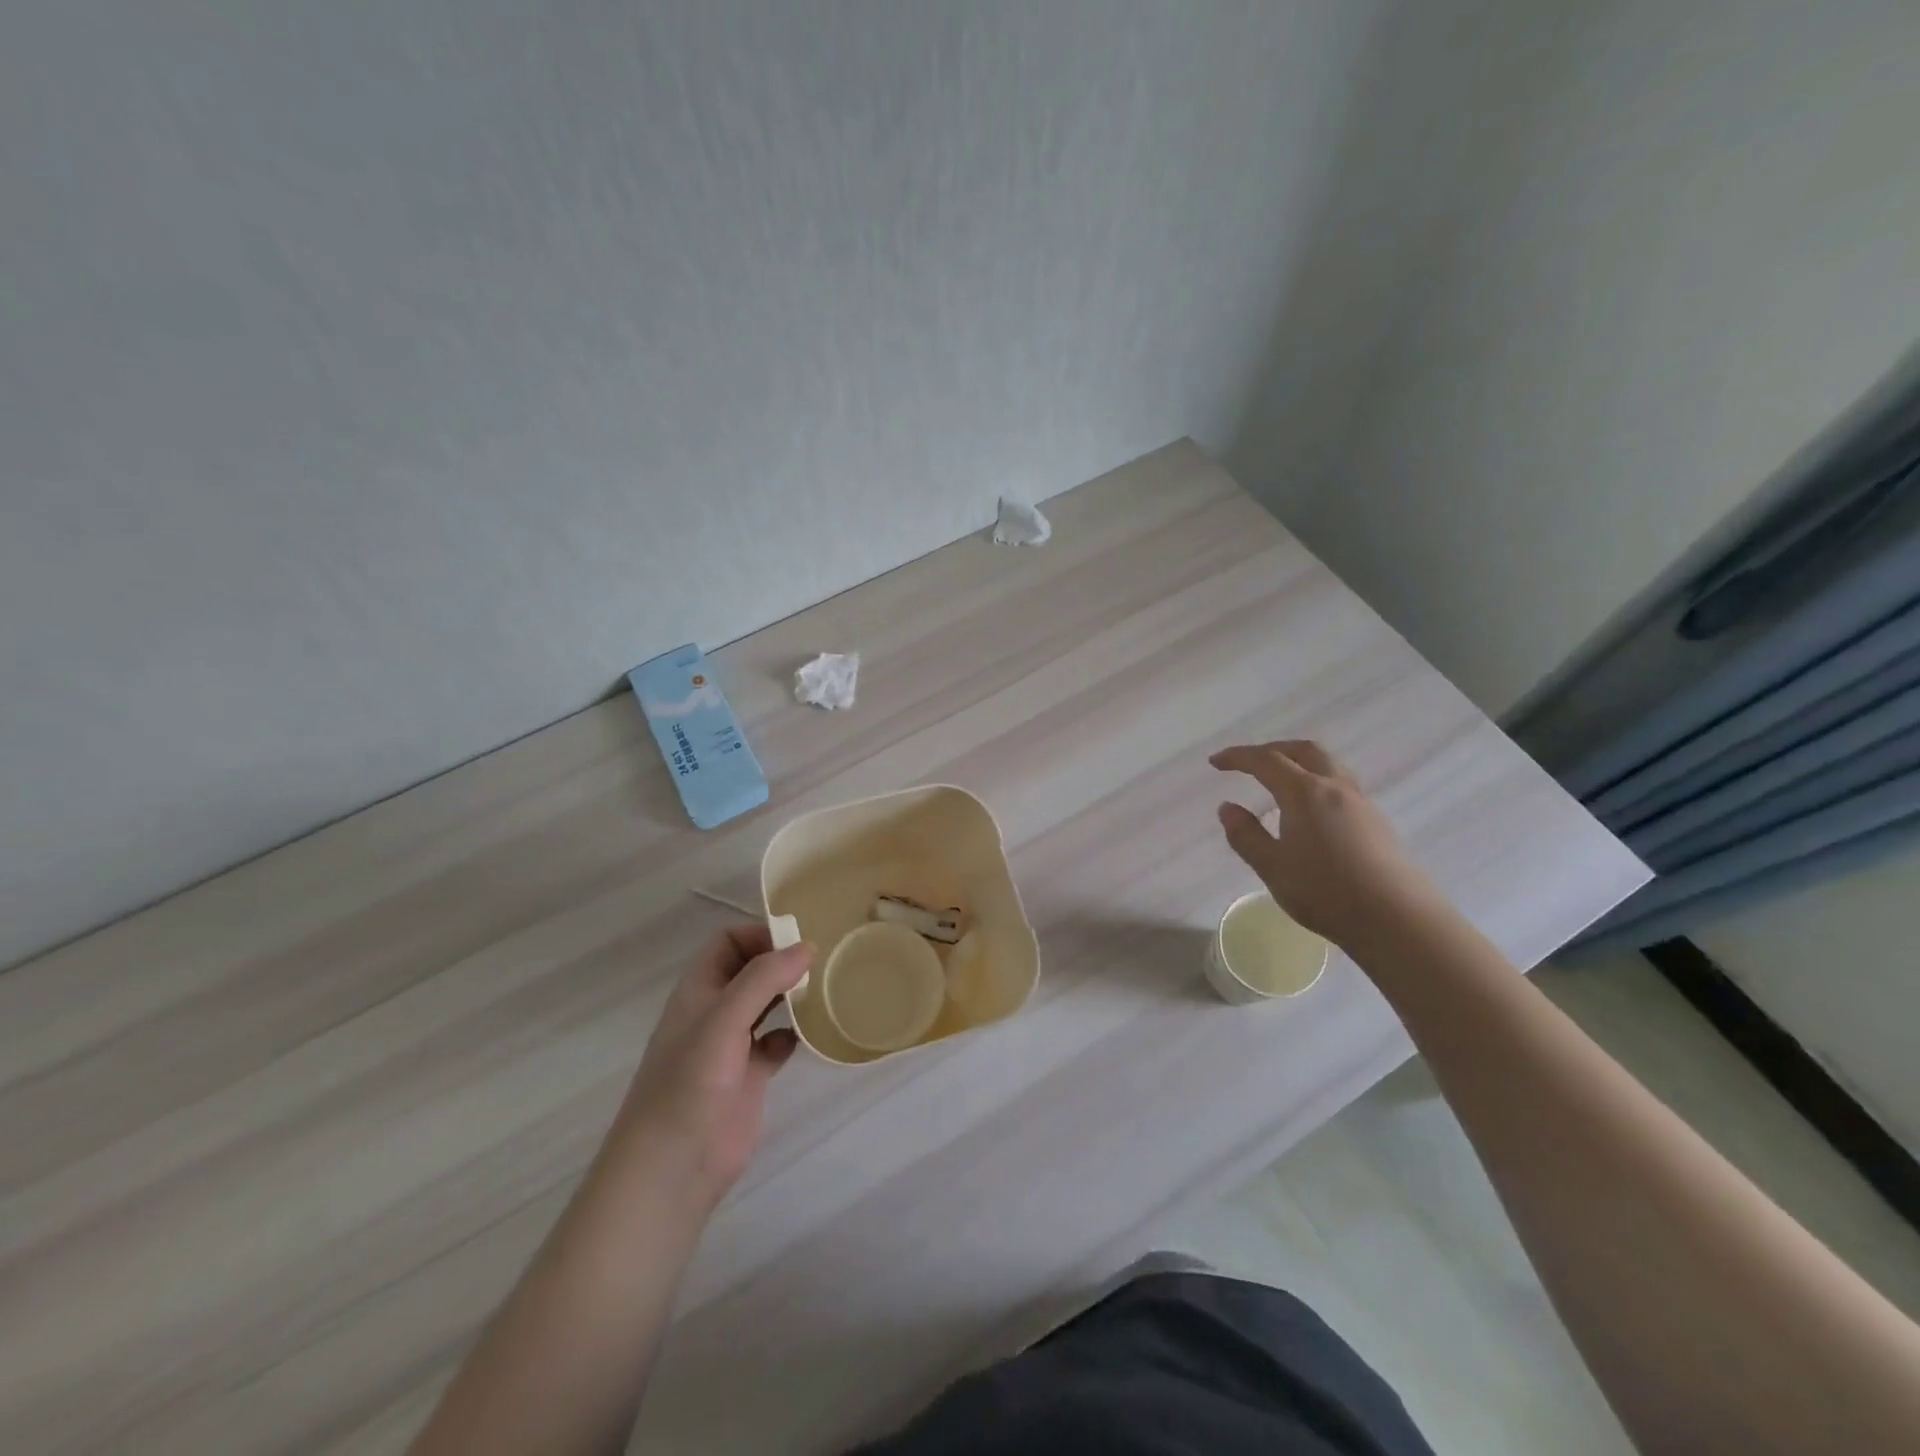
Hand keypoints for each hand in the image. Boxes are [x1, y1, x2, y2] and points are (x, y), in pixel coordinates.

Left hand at [612, 925, 812, 1214]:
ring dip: (790, 995)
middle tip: (819, 963)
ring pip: (765, 1005)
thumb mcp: (724, 1019)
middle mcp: (715, 1011)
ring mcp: (732, 1045)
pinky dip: (793, 1035)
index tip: (796, 942)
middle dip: (780, 962)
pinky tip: (810, 1036)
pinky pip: (776, 1044)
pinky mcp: (749, 1077)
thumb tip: (807, 946)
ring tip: (821, 991)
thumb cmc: (690, 1082)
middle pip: (750, 970)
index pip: (728, 942)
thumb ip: (764, 978)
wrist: (673, 1165)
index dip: (759, 935)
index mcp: (699, 990)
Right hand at [1210, 740, 1440, 947]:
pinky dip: (1315, 780)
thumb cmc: (1326, 892)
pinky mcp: (1375, 820)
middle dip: (1272, 749)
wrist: (1397, 919)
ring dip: (1298, 762)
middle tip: (1248, 763)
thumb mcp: (1272, 867)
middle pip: (1303, 750)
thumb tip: (1227, 807)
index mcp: (1304, 793)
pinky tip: (1308, 808)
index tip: (1215, 762)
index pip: (1266, 760)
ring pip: (1327, 764)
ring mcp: (1360, 802)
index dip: (1238, 757)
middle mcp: (1335, 787)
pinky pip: (1340, 783)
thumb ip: (1245, 835)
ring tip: (1278, 781)